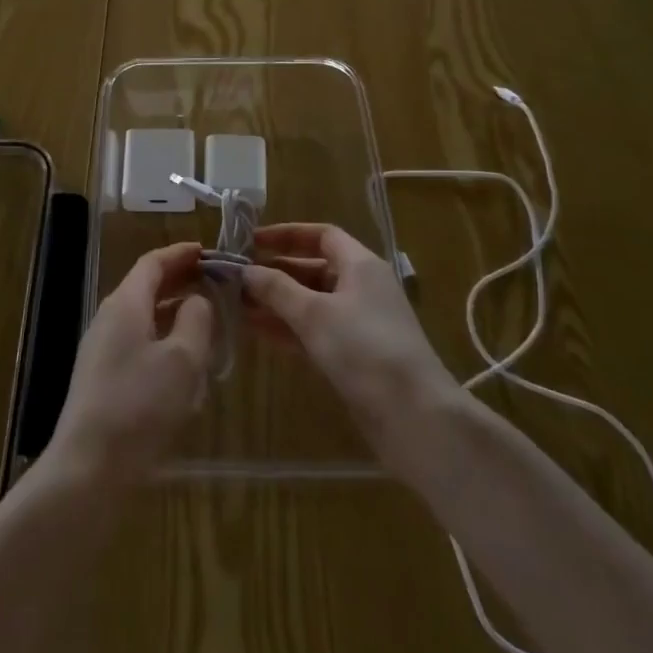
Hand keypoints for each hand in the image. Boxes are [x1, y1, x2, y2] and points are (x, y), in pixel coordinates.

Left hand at [44, 242, 214, 489]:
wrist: (88, 468)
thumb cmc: (140, 406)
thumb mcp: (182, 360)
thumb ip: (196, 320)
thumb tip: (197, 300)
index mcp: (125, 304)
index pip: (153, 262)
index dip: (181, 254)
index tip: (208, 251)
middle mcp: (109, 319)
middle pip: (146, 286)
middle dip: (180, 280)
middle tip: (214, 281)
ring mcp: (102, 350)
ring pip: (143, 317)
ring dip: (173, 311)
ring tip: (206, 319)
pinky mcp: (102, 379)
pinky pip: (138, 344)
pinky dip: (163, 339)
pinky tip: (183, 363)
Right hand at [242, 224, 461, 487]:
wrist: (415, 418)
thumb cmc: (364, 350)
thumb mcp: (315, 314)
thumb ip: (277, 289)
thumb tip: (246, 270)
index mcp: (360, 265)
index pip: (322, 235)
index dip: (287, 235)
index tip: (252, 242)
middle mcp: (362, 288)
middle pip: (314, 269)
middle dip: (276, 273)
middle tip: (237, 279)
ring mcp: (360, 324)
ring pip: (312, 303)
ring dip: (277, 303)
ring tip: (237, 306)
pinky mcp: (355, 356)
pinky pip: (315, 331)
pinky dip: (288, 329)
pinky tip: (257, 332)